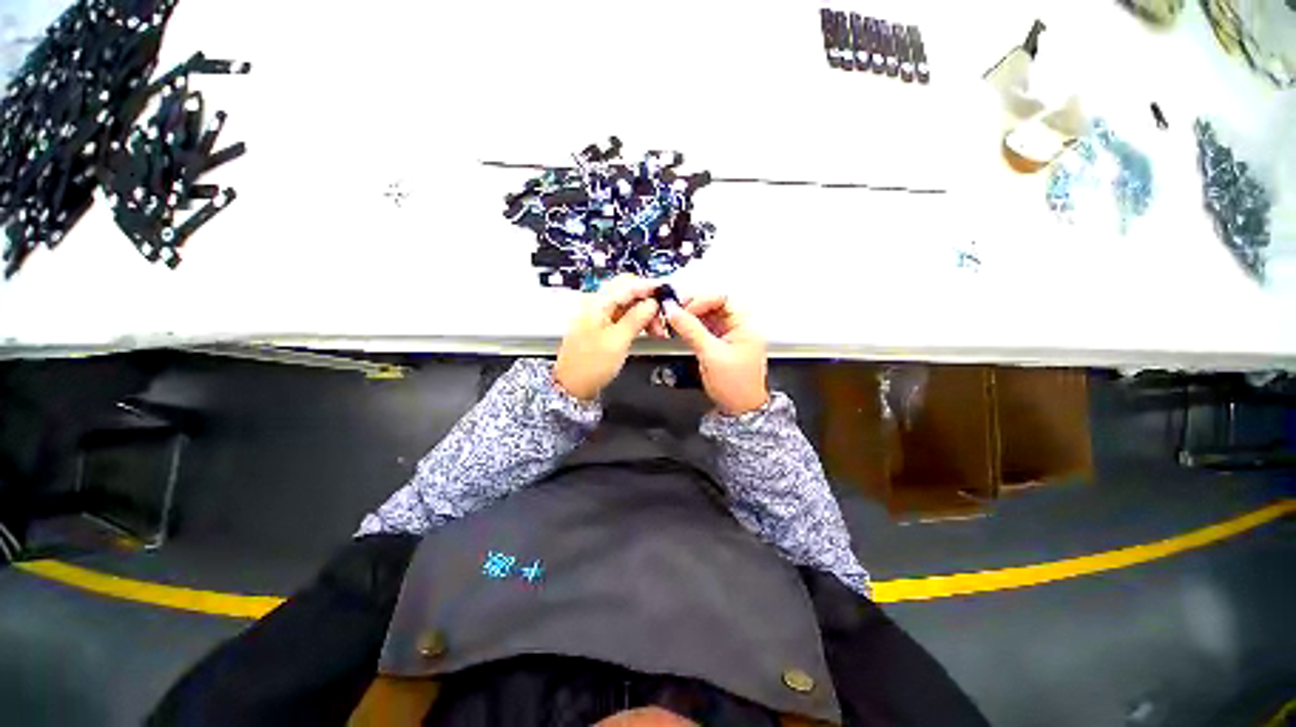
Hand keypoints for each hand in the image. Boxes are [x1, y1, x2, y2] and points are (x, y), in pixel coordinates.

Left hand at [553, 275, 661, 400]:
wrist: (571, 387)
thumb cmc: (589, 366)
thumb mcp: (618, 341)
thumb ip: (636, 318)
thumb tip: (652, 303)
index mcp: (597, 303)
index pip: (628, 284)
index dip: (649, 287)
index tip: (668, 293)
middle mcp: (596, 304)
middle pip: (628, 291)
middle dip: (649, 301)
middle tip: (663, 317)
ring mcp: (598, 316)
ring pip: (628, 304)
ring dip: (645, 313)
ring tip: (657, 330)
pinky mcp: (602, 327)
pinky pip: (623, 316)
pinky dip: (637, 321)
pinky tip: (647, 330)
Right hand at [665, 295, 768, 415]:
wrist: (739, 411)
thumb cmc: (735, 386)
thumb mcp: (711, 354)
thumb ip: (691, 330)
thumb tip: (674, 311)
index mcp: (745, 325)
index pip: (723, 299)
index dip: (701, 300)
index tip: (683, 309)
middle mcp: (738, 328)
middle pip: (714, 306)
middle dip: (693, 307)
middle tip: (675, 313)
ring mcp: (729, 337)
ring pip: (707, 317)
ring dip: (690, 317)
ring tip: (674, 321)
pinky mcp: (719, 346)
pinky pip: (704, 330)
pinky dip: (691, 328)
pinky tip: (681, 331)